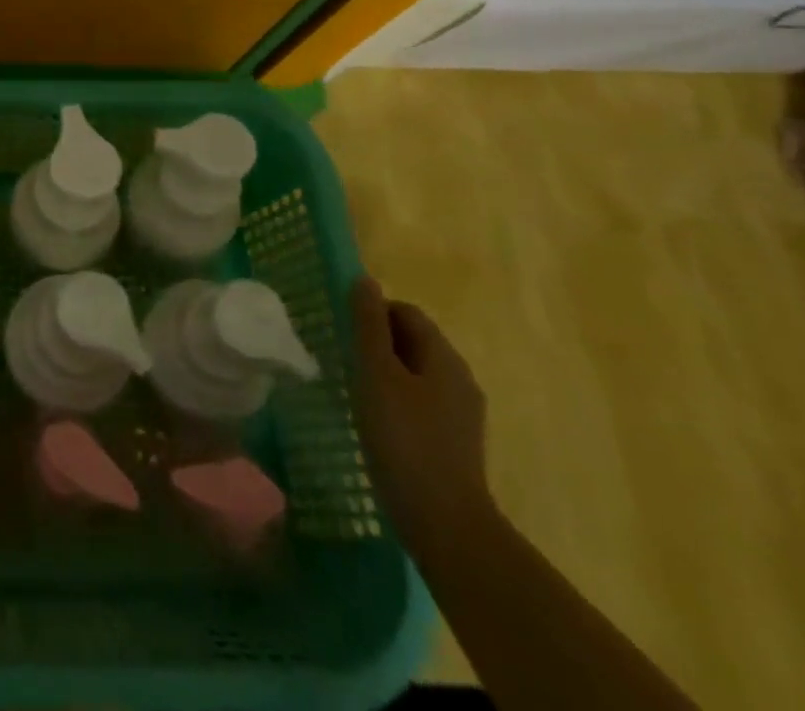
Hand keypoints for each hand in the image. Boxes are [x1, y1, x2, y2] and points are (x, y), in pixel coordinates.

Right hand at [350, 276, 494, 564]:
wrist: (445, 524)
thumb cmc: (404, 439)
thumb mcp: (376, 374)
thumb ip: (368, 326)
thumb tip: (364, 280)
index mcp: (444, 357)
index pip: (406, 313)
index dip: (373, 314)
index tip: (343, 333)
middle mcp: (459, 378)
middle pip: (414, 341)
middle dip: (377, 343)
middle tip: (344, 359)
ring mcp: (461, 414)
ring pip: (416, 374)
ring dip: (385, 373)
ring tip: (355, 390)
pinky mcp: (455, 442)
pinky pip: (422, 403)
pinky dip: (397, 401)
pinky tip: (376, 422)